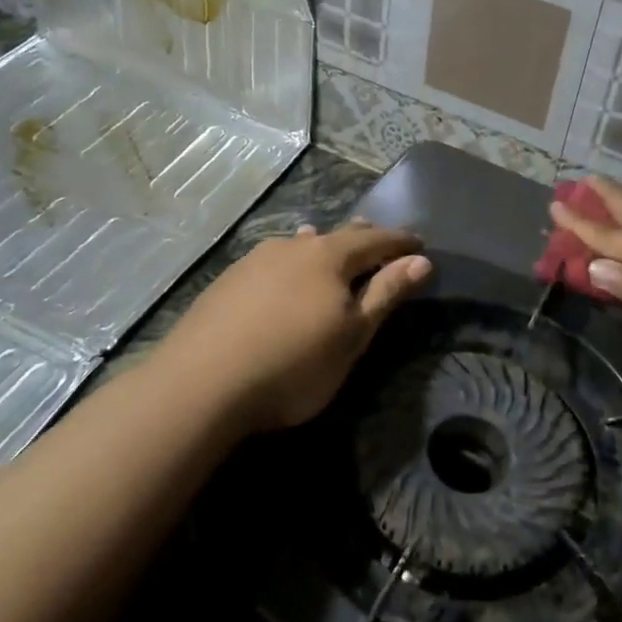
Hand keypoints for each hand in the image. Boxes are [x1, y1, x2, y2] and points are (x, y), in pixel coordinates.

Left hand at [160, 222, 431, 432]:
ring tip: (330, 247)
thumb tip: (422, 260)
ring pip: (300, 245)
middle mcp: (292, 247)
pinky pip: (273, 261)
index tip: (420, 245)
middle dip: (364, 239)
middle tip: (382, 242)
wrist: (200, 384)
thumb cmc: (293, 364)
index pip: (376, 239)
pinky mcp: (228, 281)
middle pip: (337, 236)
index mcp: (329, 256)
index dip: (401, 242)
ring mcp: (255, 260)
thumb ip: (386, 294)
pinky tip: (283, 274)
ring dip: (323, 247)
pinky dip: (292, 263)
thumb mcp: (352, 336)